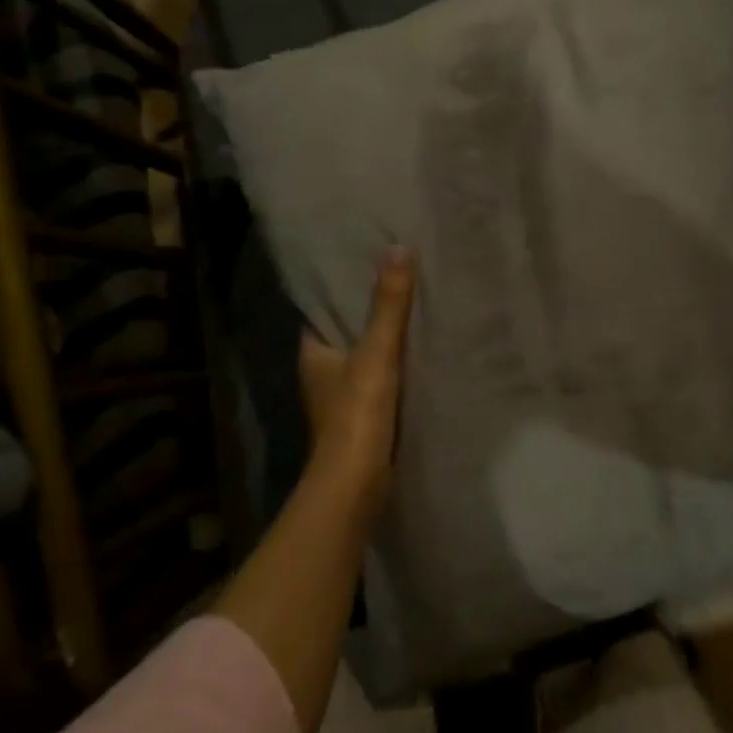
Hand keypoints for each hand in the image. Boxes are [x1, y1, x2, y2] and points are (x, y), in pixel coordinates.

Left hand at [298, 247, 414, 510]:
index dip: (341, 287)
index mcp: (312, 353)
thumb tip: (398, 248)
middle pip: (345, 331)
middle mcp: (321, 372)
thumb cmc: (357, 414)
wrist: (357, 484)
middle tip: (400, 277)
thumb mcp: (376, 352)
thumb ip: (389, 304)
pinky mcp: (362, 417)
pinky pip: (379, 378)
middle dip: (368, 309)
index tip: (367, 261)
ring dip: (384, 338)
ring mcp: (341, 397)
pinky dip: (394, 365)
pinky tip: (419, 352)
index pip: (322, 309)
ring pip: (364, 356)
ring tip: (415, 306)